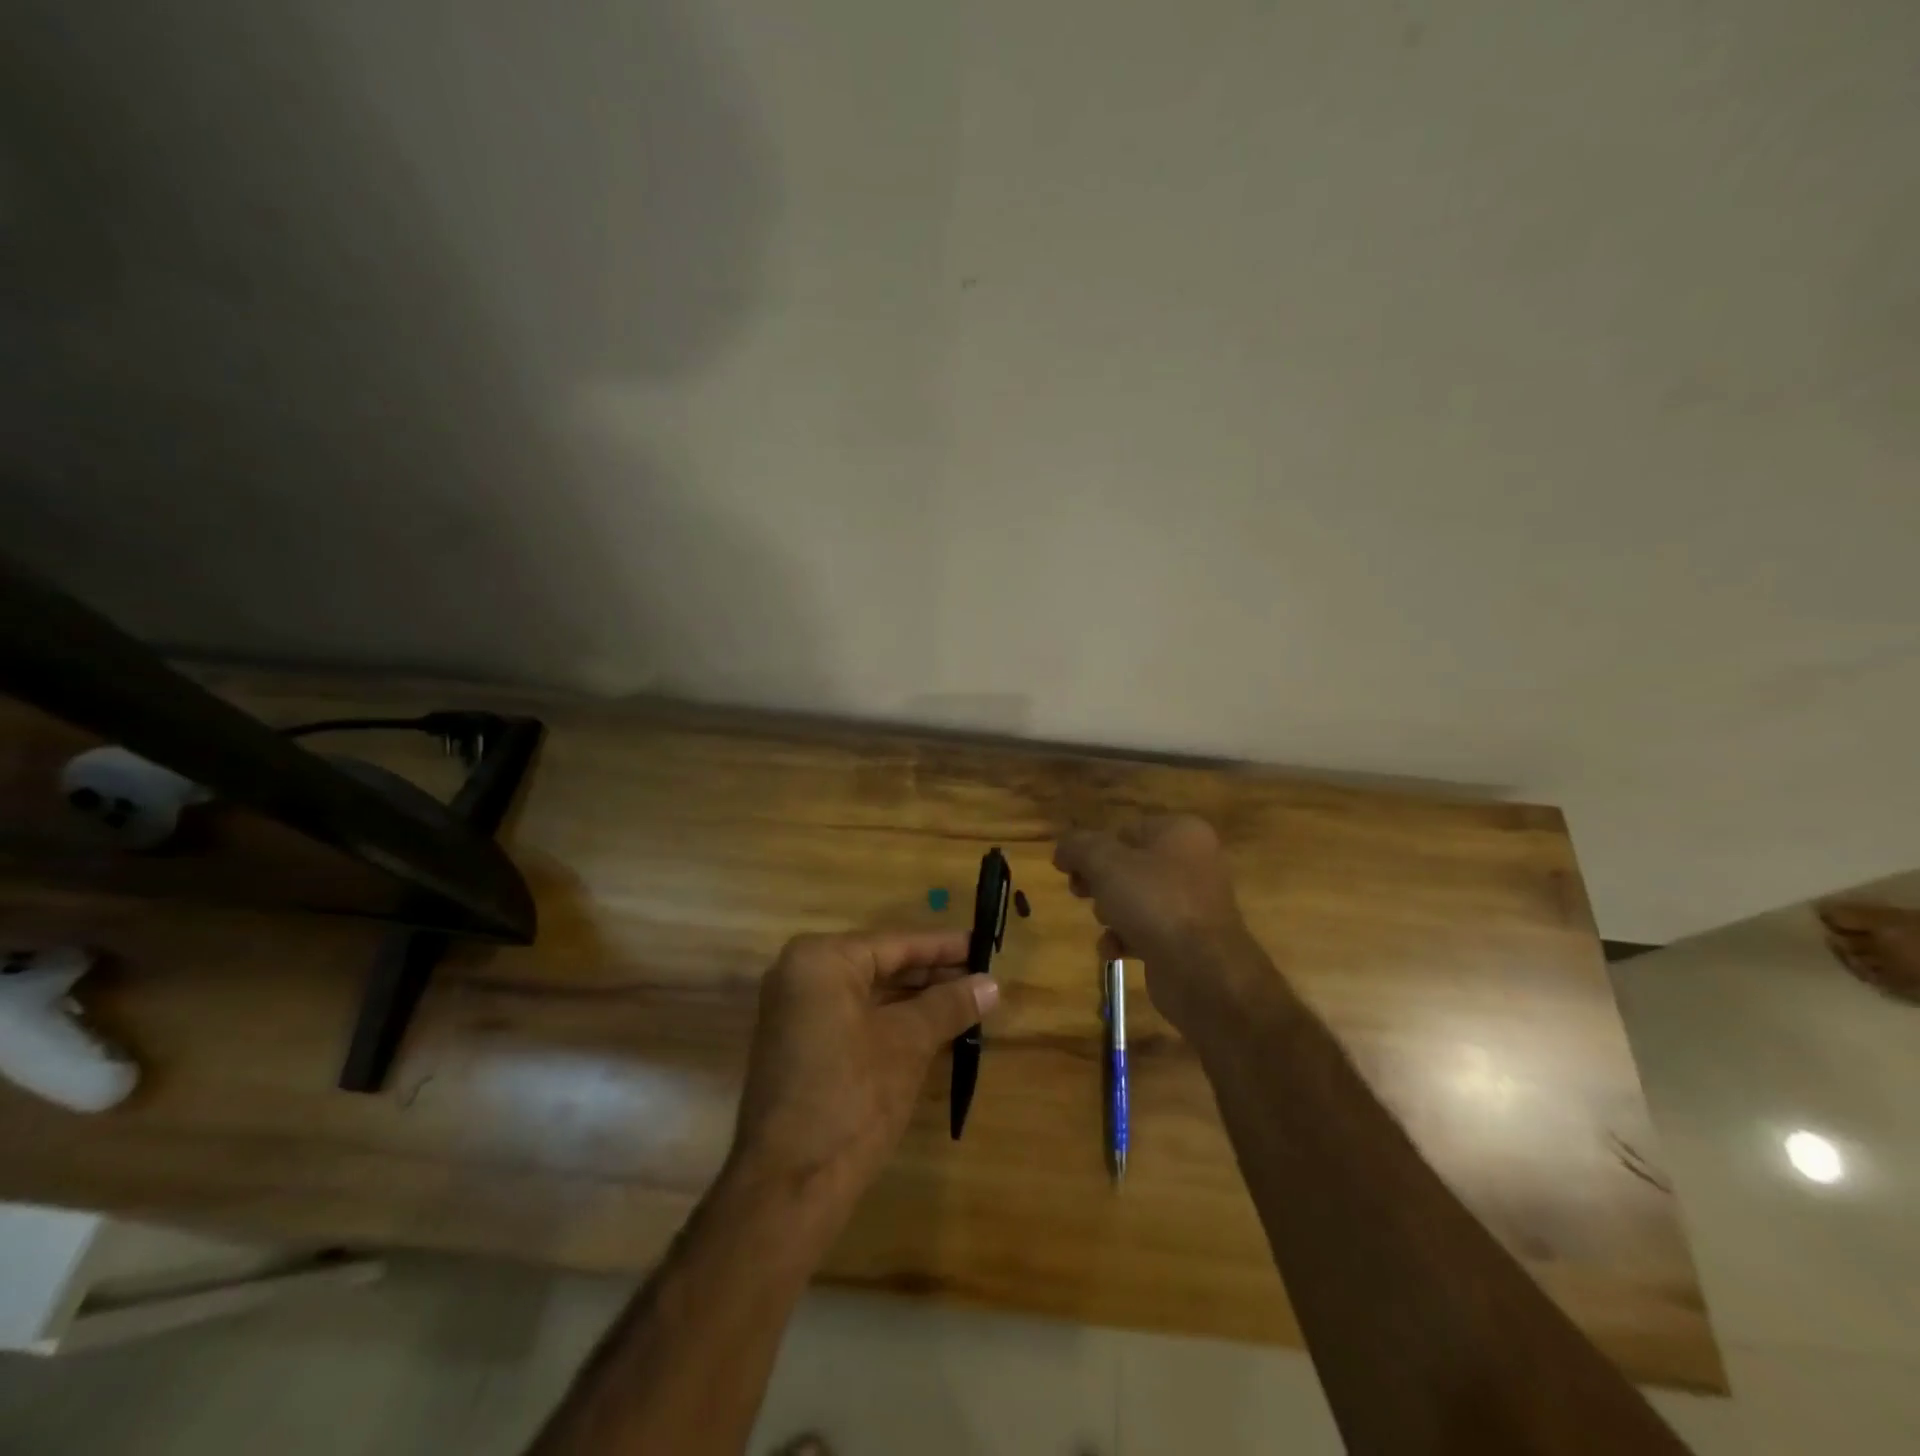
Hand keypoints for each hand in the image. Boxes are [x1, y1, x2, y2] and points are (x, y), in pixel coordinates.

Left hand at [728, 930, 997, 1225]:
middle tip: (982, 977)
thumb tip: (992, 983)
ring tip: (967, 1002)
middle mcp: (801, 975)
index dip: (944, 947)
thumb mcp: (908, 1044)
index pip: (895, 943)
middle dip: (932, 975)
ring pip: (869, 994)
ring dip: (916, 1001)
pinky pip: (854, 1018)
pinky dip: (891, 1022)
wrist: (789, 1187)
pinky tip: (932, 1029)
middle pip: (881, 966)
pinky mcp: (800, 1046)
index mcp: (821, 960)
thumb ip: (949, 1005)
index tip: (984, 944)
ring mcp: (795, 1013)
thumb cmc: (851, 1097)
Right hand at [1054, 816, 1255, 1031]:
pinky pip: (1147, 930)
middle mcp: (1192, 862)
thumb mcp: (1105, 863)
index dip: (1092, 849)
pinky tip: (1113, 950)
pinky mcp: (1188, 940)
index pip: (1125, 831)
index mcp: (1181, 833)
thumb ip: (1079, 847)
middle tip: (1080, 893)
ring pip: (1136, 899)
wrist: (1203, 972)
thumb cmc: (1155, 903)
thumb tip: (1063, 848)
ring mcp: (1193, 903)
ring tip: (1106, 923)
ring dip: (1111, 912)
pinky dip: (1126, 938)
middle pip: (1129, 865)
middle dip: (1100, 882)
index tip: (1067, 869)